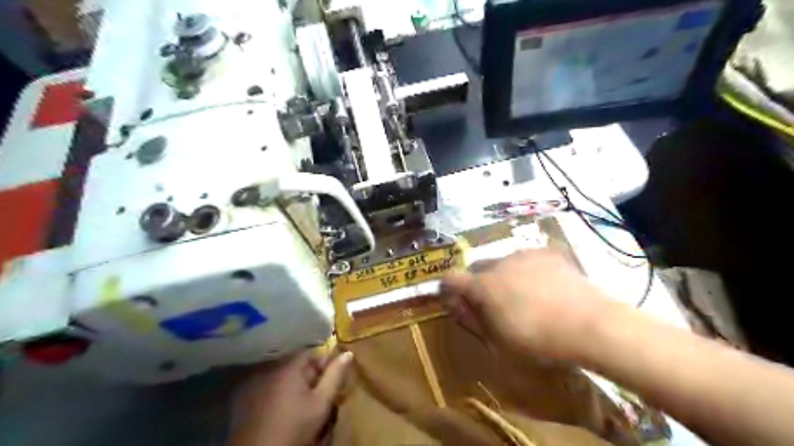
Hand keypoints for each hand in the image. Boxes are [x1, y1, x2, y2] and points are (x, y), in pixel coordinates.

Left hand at [229, 350, 352, 444]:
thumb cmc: (295, 426)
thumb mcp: (321, 402)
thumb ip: (334, 376)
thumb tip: (347, 353)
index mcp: (288, 366)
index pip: (309, 352)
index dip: (322, 363)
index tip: (328, 379)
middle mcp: (269, 368)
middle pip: (295, 364)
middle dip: (308, 374)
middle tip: (316, 394)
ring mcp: (254, 382)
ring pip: (281, 375)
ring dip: (293, 383)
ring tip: (300, 403)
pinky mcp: (245, 397)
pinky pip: (267, 385)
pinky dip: (277, 392)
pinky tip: (282, 408)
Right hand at [441, 249, 612, 360]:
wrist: (592, 325)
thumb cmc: (540, 341)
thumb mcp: (499, 341)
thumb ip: (472, 319)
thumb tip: (454, 305)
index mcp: (484, 286)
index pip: (451, 278)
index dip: (448, 287)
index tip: (455, 298)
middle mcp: (500, 263)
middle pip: (478, 267)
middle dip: (479, 282)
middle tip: (495, 302)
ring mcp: (525, 254)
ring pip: (503, 261)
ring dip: (504, 275)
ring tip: (525, 296)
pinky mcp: (548, 252)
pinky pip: (528, 258)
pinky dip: (528, 270)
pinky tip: (546, 287)